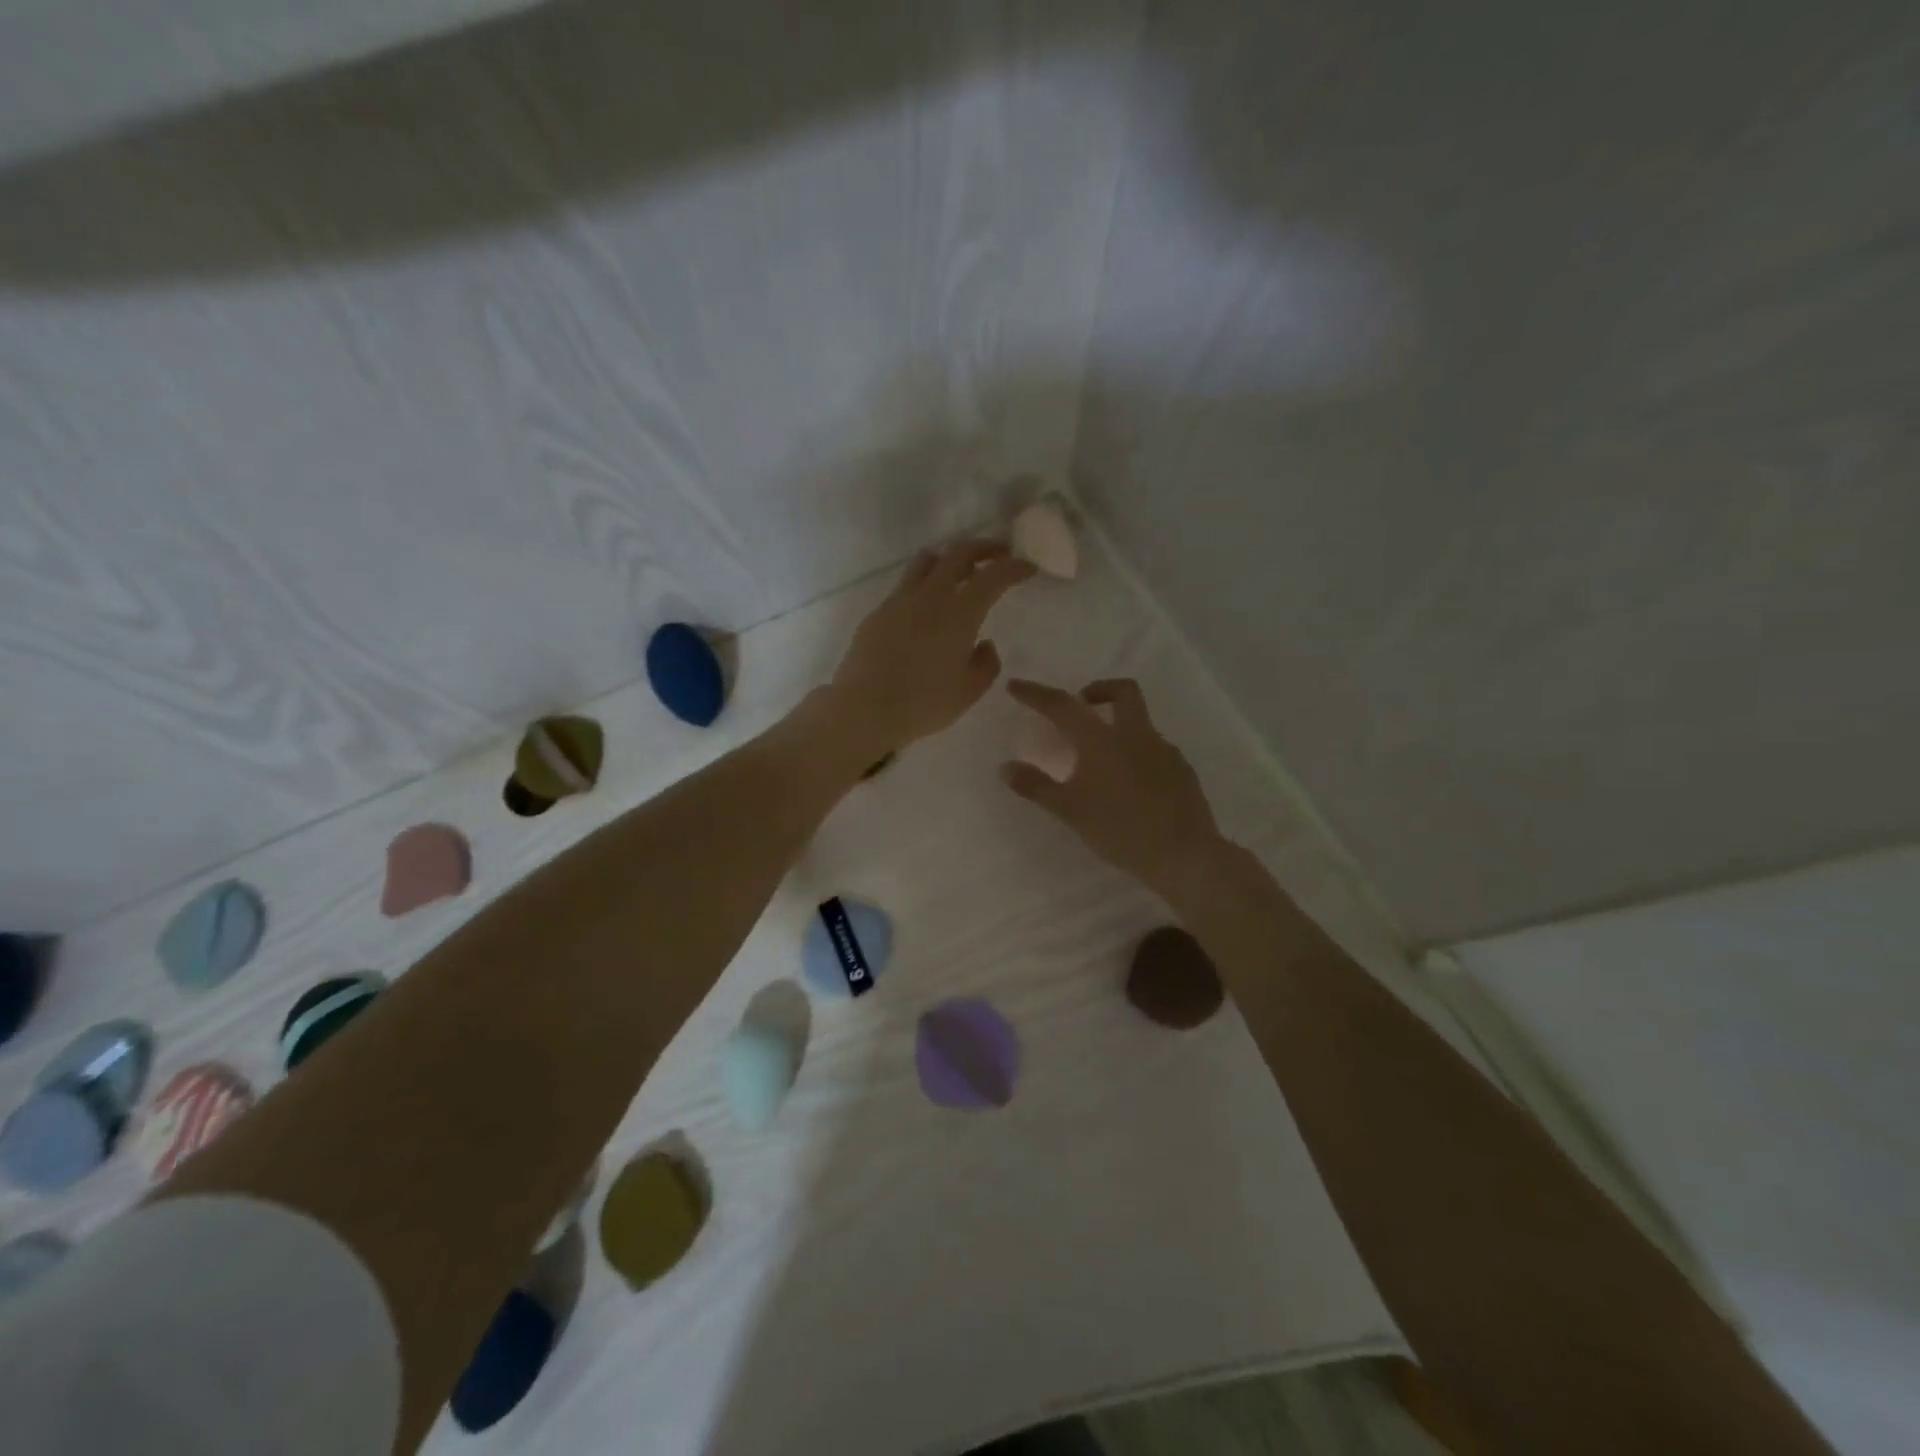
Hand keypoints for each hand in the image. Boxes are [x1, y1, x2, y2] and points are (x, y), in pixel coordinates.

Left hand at [827, 539, 1033, 759]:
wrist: (863, 709)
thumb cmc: (923, 704)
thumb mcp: (968, 692)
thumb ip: (985, 664)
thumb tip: (984, 644)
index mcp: (959, 614)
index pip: (993, 576)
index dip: (1014, 567)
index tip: (1028, 568)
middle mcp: (930, 596)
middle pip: (958, 553)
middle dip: (984, 548)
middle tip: (999, 554)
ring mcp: (899, 601)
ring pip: (926, 561)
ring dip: (949, 557)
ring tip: (959, 570)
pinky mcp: (878, 613)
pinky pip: (905, 585)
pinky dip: (924, 583)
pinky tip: (926, 605)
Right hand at [1001, 677, 1226, 901]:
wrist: (1184, 855)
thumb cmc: (1120, 830)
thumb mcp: (1070, 810)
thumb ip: (1035, 786)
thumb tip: (1005, 767)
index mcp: (1102, 740)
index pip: (1063, 705)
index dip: (1036, 693)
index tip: (1015, 685)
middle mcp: (1136, 734)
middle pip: (1123, 691)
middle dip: (1099, 690)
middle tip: (1081, 705)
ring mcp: (1164, 750)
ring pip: (1140, 722)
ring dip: (1118, 726)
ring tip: (1100, 762)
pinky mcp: (1182, 770)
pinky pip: (1154, 750)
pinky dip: (1136, 754)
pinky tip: (1129, 785)